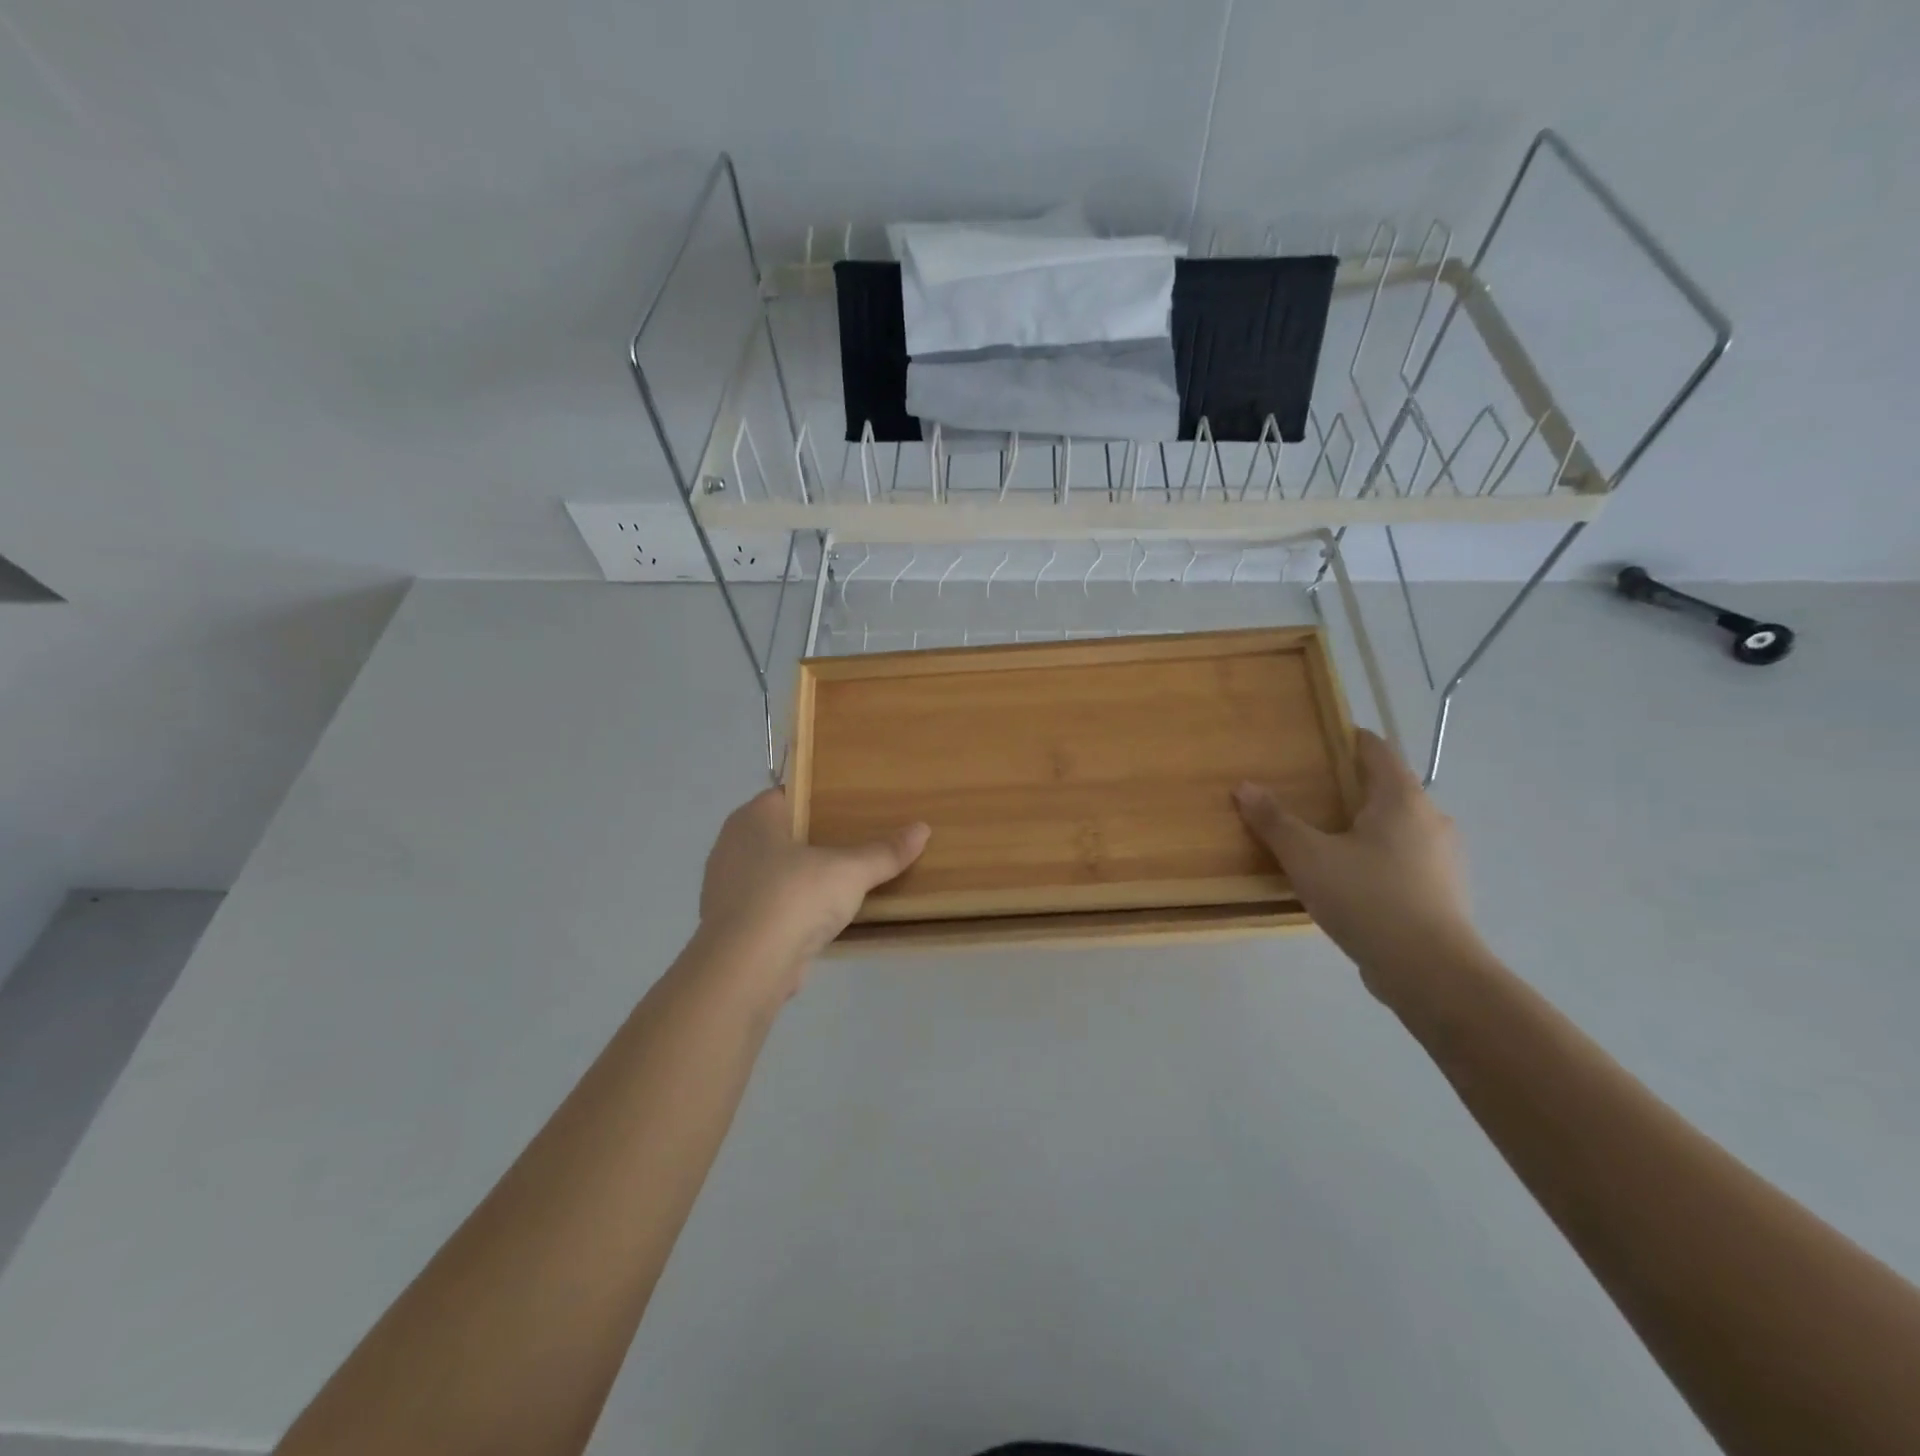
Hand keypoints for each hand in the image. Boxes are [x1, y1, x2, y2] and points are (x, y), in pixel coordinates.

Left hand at [699, 787, 929, 990]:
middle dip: (811, 840)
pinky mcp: (731, 926)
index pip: (786, 795)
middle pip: (780, 834)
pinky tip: (817, 918)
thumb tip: (923, 828)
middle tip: (853, 842)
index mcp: (752, 819)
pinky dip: (790, 909)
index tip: (848, 808)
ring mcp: (726, 889)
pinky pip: (767, 906)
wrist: (745, 968)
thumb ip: (884, 852)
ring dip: (800, 878)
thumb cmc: (793, 898)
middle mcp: (731, 846)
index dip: (816, 798)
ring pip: (772, 872)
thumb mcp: (849, 871)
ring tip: (840, 881)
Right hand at [1234, 729, 1481, 996]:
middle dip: (1349, 787)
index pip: (1376, 750)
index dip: (1347, 739)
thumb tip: (1244, 786)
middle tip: (1307, 794)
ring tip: (1323, 839)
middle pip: (1387, 788)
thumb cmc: (1367, 897)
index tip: (1316, 742)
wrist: (1430, 971)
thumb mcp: (1307, 856)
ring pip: (1397, 827)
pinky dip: (1377, 857)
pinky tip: (1349, 880)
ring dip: (1364, 826)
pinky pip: (1403, 859)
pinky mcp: (1442, 892)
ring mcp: (1442, 858)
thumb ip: (1274, 820)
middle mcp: (1431, 819)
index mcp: (1402, 799)